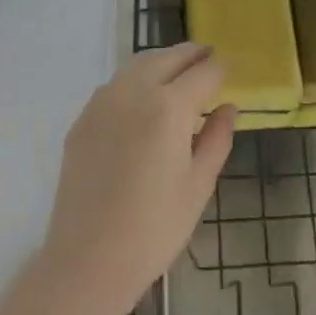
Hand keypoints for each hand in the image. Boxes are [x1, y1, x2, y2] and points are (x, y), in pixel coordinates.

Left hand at [39, 44, 235, 314]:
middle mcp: (134, 92)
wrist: (87, 260)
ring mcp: (102, 103)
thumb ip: (216, 139)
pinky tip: (144, 98)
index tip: (232, 65)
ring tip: (179, 71)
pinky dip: (136, 79)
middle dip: (191, 54)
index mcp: (169, 107)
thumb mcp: (198, 186)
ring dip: (162, 61)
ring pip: (138, 65)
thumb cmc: (154, 229)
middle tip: (208, 56)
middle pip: (167, 58)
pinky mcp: (82, 120)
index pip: (203, 73)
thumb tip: (228, 107)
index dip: (221, 67)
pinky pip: (115, 85)